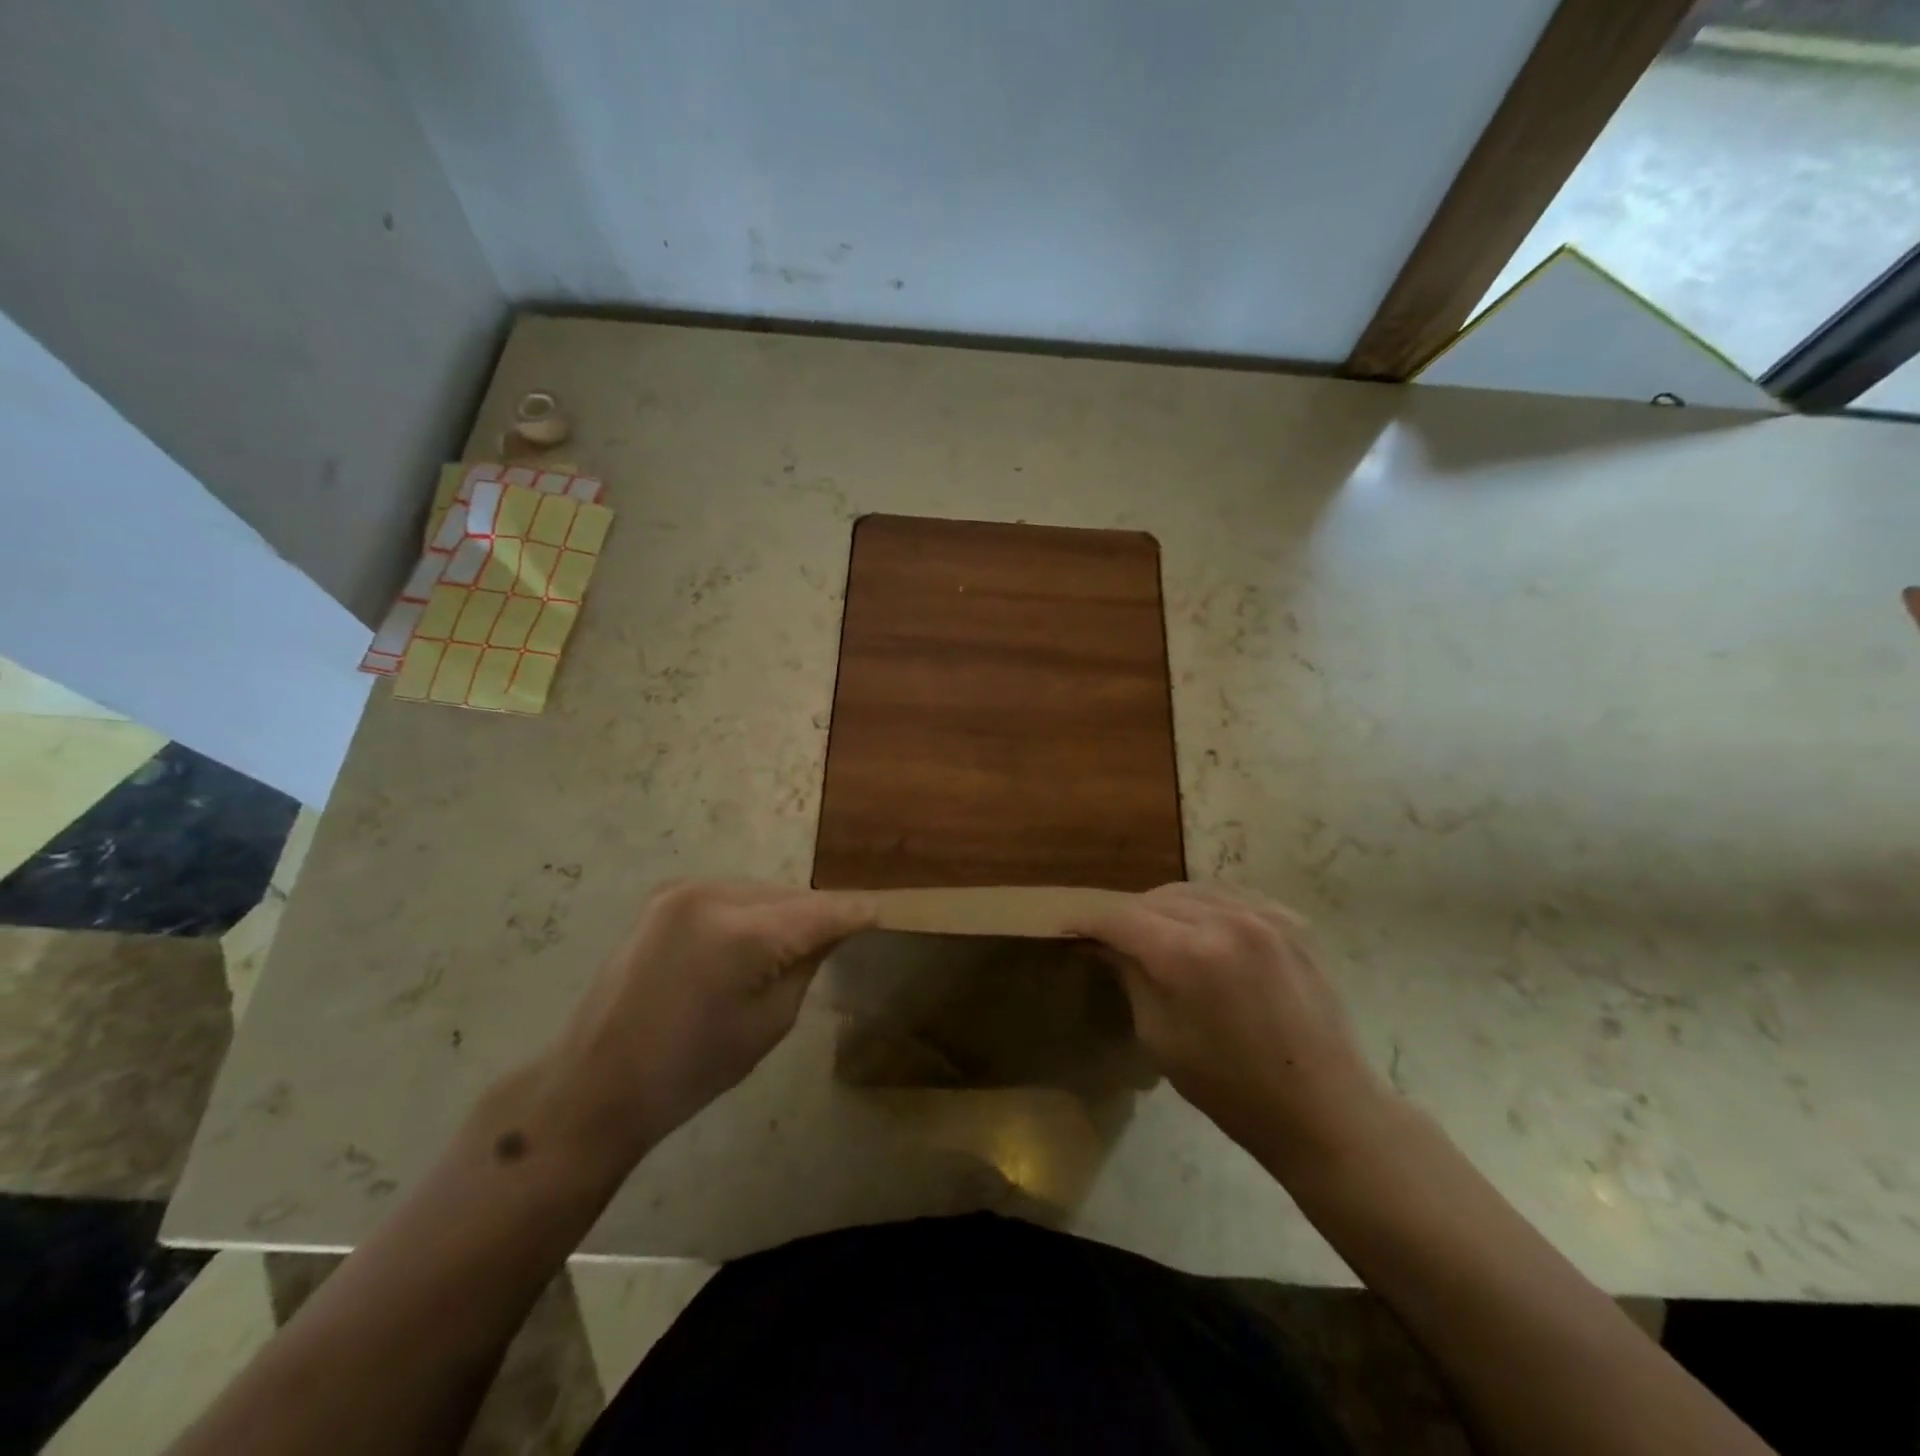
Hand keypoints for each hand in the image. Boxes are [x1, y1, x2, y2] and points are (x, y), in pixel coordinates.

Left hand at [533, 880, 875, 1168]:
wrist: (597, 1082)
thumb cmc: (691, 1069)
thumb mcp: (769, 1022)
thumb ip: (806, 965)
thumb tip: (832, 932)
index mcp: (742, 933)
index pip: (818, 911)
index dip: (853, 912)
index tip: (881, 914)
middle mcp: (712, 895)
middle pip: (789, 895)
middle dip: (816, 914)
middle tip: (839, 937)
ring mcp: (682, 891)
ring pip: (760, 890)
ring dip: (783, 911)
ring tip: (794, 943)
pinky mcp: (664, 897)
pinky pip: (730, 895)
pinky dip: (751, 911)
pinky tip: (753, 940)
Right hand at [1072, 883, 1395, 1178]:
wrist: (1325, 1109)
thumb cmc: (1232, 1089)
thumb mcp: (1161, 1037)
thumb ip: (1131, 977)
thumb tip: (1103, 944)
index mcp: (1188, 955)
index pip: (1121, 918)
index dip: (1089, 922)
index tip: (1068, 930)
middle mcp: (1226, 920)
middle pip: (1155, 898)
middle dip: (1127, 916)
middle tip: (1112, 940)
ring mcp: (1265, 915)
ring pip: (1193, 890)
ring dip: (1165, 908)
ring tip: (1155, 933)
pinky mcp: (1292, 921)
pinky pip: (1231, 897)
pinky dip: (1206, 908)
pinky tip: (1203, 932)